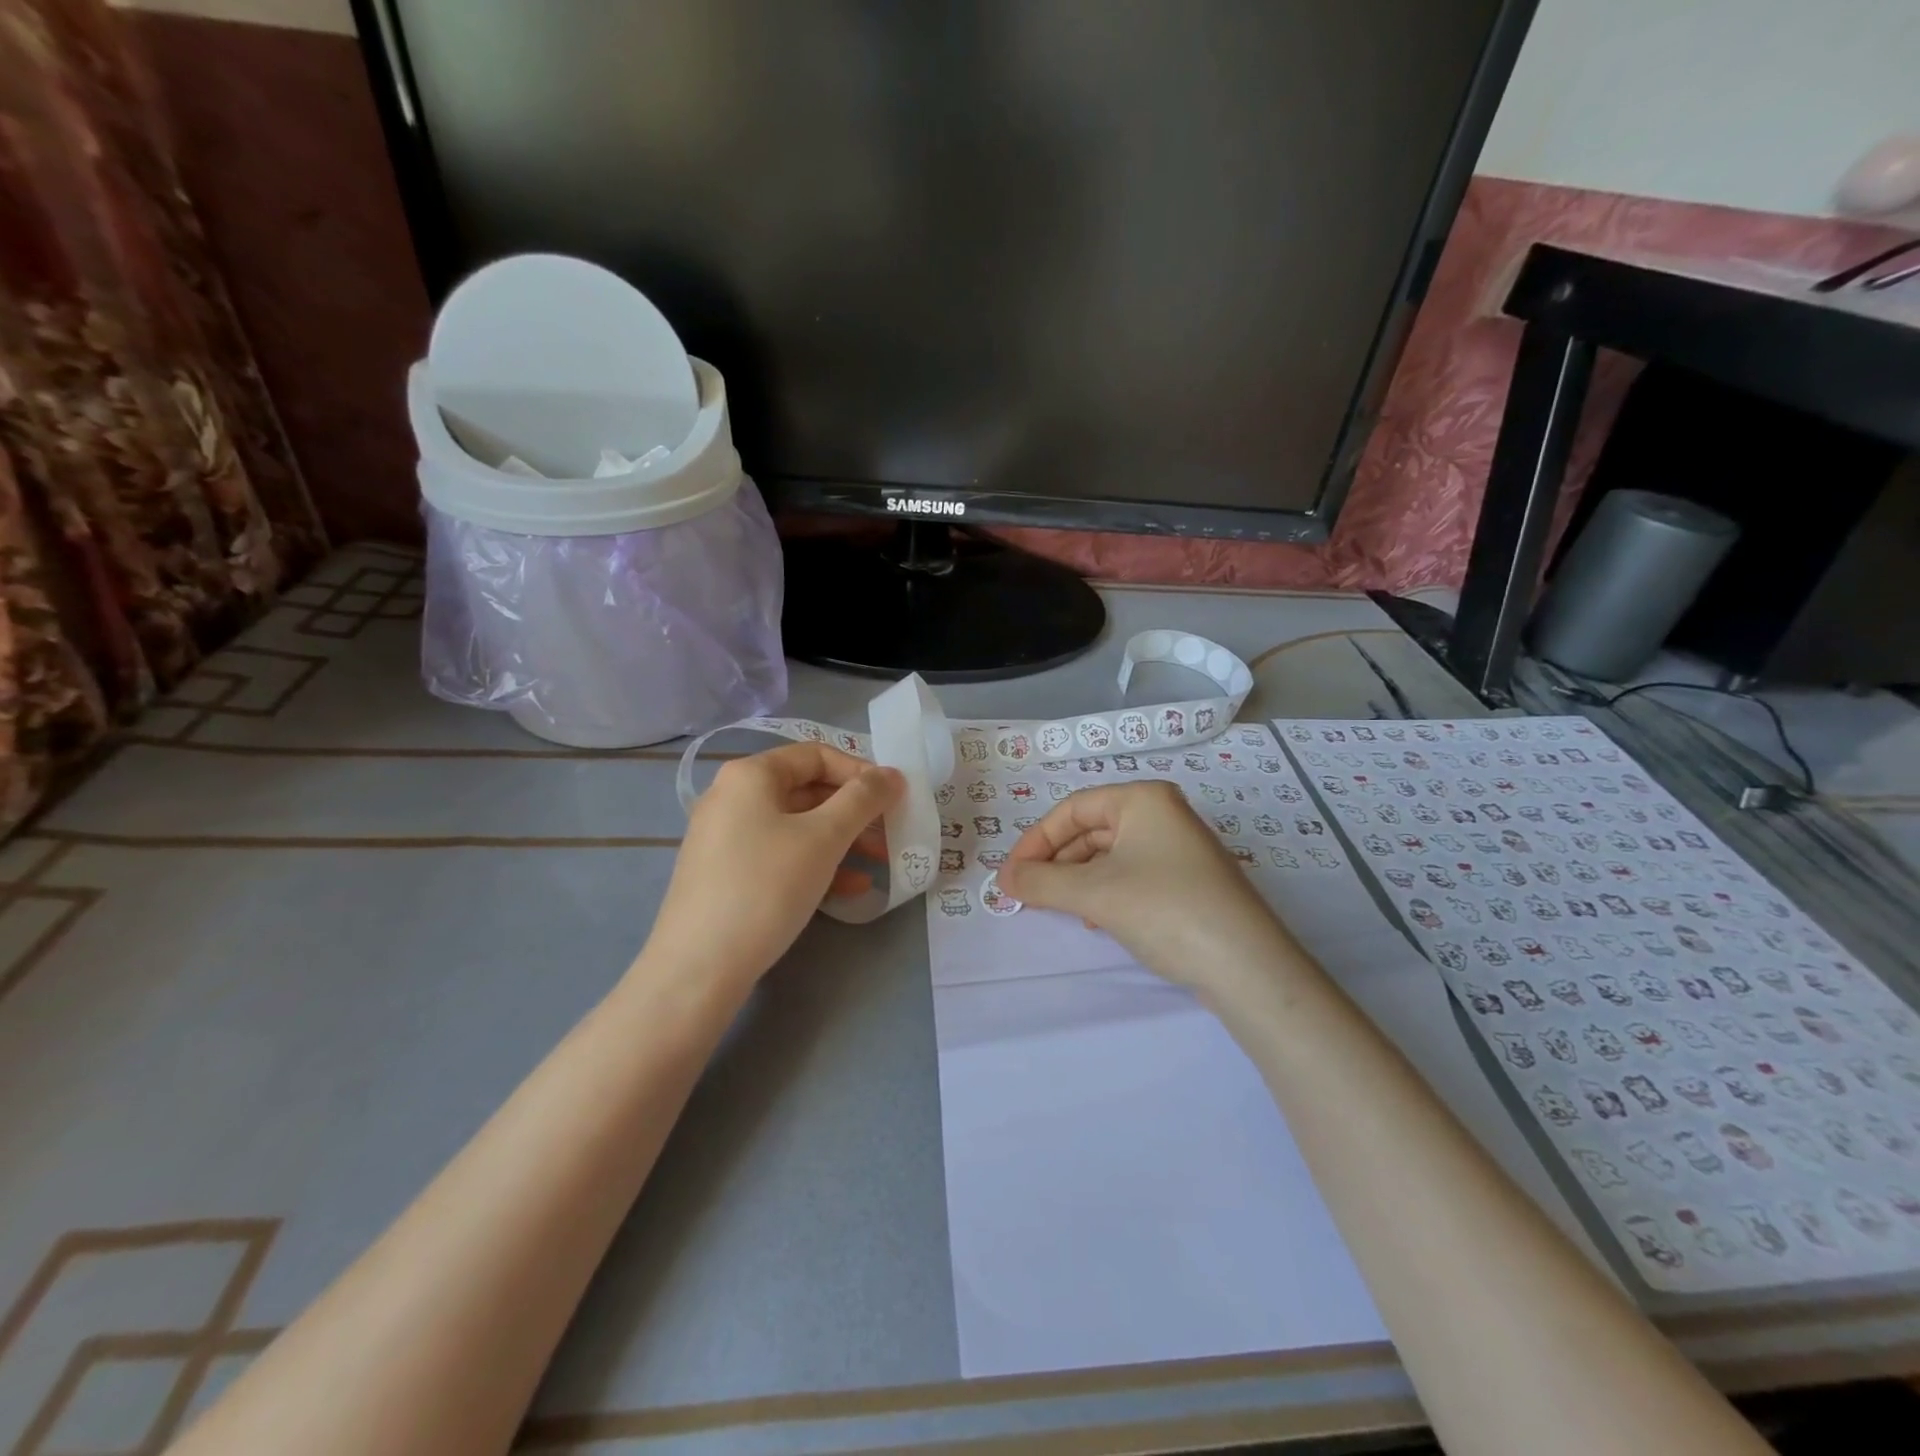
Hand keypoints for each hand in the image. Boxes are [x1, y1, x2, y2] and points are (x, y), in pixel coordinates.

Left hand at [641, 743, 902, 991]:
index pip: (816, 755)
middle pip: (808, 790)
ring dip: (842, 840)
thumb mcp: (824, 837)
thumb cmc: (766, 887)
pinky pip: (780, 855)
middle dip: (855, 811)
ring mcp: (726, 837)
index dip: (860, 771)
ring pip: (797, 827)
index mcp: (750, 775)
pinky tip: (850, 889)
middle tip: (892, 832)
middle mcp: (733, 797)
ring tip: (880, 863)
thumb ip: (863, 799)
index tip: (894, 798)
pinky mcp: (726, 874)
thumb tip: (892, 774)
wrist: (697, 968)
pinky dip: (816, 864)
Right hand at [998, 781, 1303, 1008]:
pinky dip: (1105, 892)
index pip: (1072, 809)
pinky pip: (1132, 875)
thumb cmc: (1165, 910)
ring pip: (1110, 855)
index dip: (1035, 841)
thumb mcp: (1094, 894)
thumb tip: (1004, 880)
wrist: (1247, 967)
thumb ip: (1041, 883)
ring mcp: (1179, 847)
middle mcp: (1163, 813)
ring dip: (1078, 880)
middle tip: (1027, 894)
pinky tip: (1097, 920)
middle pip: (1090, 830)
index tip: (1010, 876)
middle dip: (1056, 863)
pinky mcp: (1189, 880)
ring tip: (1061, 909)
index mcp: (1143, 798)